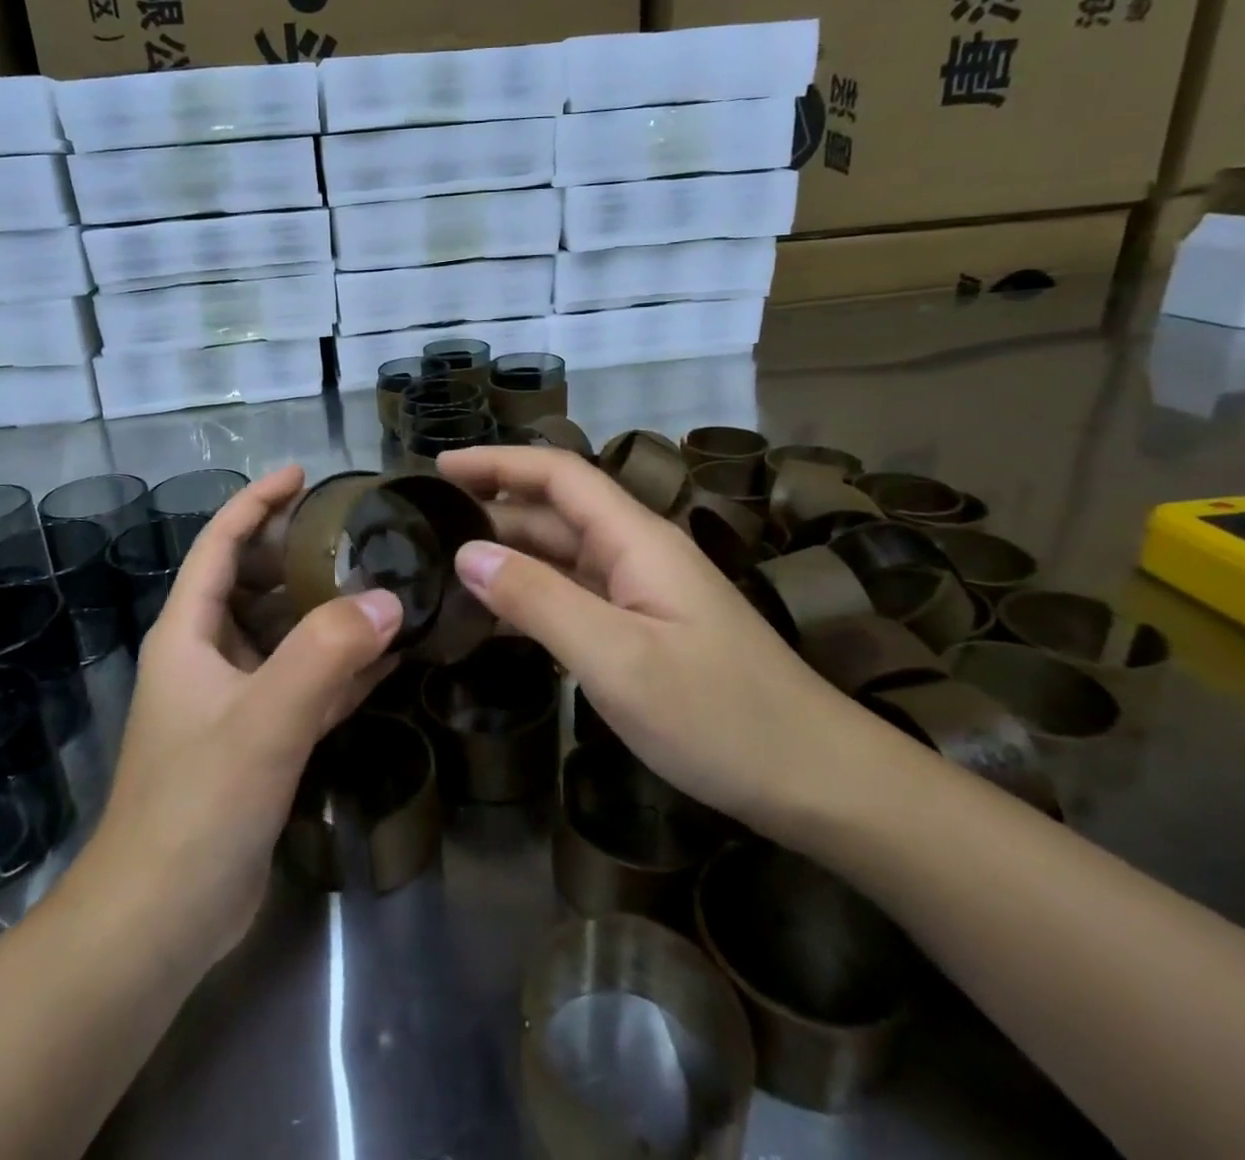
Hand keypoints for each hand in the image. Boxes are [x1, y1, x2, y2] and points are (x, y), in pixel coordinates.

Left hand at [83, 467, 401, 964]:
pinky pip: (304, 686)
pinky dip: (340, 668)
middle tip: (361, 535)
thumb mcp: (263, 720)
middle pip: (254, 585)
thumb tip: (388, 600)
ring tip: (384, 587)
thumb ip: (324, 655)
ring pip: (284, 637)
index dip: (256, 503)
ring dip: (328, 614)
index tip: (302, 475)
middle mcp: (207, 657)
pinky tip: (387, 659)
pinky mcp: (257, 741)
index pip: (219, 546)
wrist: (160, 921)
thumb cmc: (196, 805)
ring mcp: (232, 701)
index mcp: (188, 635)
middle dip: (301, 555)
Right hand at [436, 446, 867, 833]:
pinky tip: (494, 618)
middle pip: (556, 512)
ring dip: (508, 554)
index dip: (498, 461)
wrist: (817, 783)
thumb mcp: (616, 659)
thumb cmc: (718, 716)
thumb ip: (538, 600)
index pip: (559, 475)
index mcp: (637, 539)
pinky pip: (575, 597)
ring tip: (445, 568)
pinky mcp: (644, 630)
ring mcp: (643, 593)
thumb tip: (466, 553)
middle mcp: (638, 554)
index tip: (440, 466)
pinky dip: (531, 596)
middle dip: (493, 508)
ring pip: (563, 556)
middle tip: (426, 527)